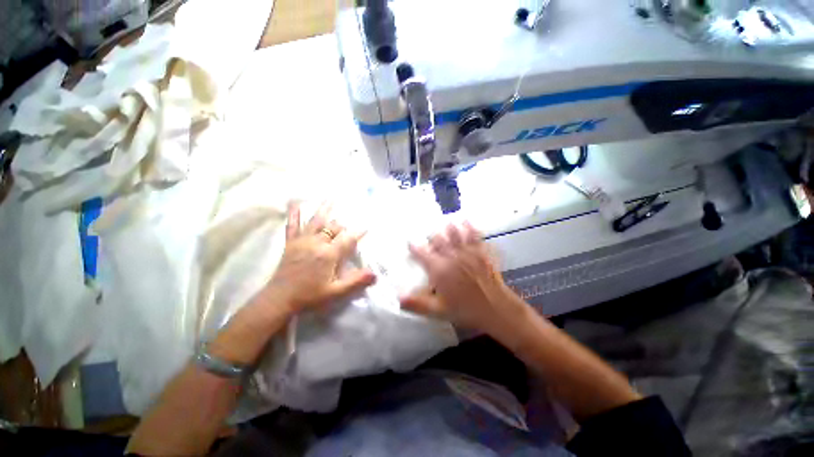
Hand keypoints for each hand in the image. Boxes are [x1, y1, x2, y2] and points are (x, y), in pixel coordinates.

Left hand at [264, 202, 375, 312]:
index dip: (359, 232)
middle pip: (334, 227)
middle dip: (343, 224)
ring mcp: (302, 240)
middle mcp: (317, 243)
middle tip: (350, 223)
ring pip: (316, 220)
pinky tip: (294, 202)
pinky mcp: (291, 242)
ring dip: (325, 208)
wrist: (280, 299)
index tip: (367, 225)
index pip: (348, 239)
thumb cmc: (310, 296)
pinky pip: (292, 224)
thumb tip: (375, 274)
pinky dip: (294, 213)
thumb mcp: (336, 292)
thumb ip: (356, 281)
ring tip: (331, 197)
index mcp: (328, 254)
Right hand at [399, 222, 527, 335]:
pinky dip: (470, 227)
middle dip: (432, 235)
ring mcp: (467, 253)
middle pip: (438, 240)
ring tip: (446, 222)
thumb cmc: (465, 311)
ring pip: (455, 234)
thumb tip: (398, 298)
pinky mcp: (481, 252)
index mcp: (439, 270)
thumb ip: (418, 304)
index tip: (409, 242)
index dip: (414, 247)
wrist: (496, 309)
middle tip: (429, 234)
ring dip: (449, 227)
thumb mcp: (439, 311)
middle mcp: (451, 257)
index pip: (422, 254)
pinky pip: (474, 236)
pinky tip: (467, 221)